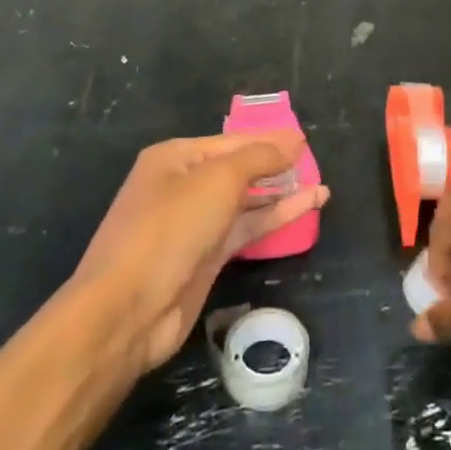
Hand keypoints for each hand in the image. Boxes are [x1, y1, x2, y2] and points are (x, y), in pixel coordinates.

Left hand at [75, 132, 328, 372]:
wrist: (128, 310)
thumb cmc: (170, 228)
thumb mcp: (219, 180)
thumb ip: (260, 158)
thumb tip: (294, 141)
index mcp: (176, 158)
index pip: (233, 141)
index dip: (270, 140)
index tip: (305, 140)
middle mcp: (183, 185)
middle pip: (238, 169)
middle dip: (275, 165)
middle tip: (314, 161)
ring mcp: (194, 223)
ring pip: (246, 201)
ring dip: (281, 193)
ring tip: (321, 186)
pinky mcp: (206, 256)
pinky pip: (247, 228)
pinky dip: (275, 217)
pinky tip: (307, 208)